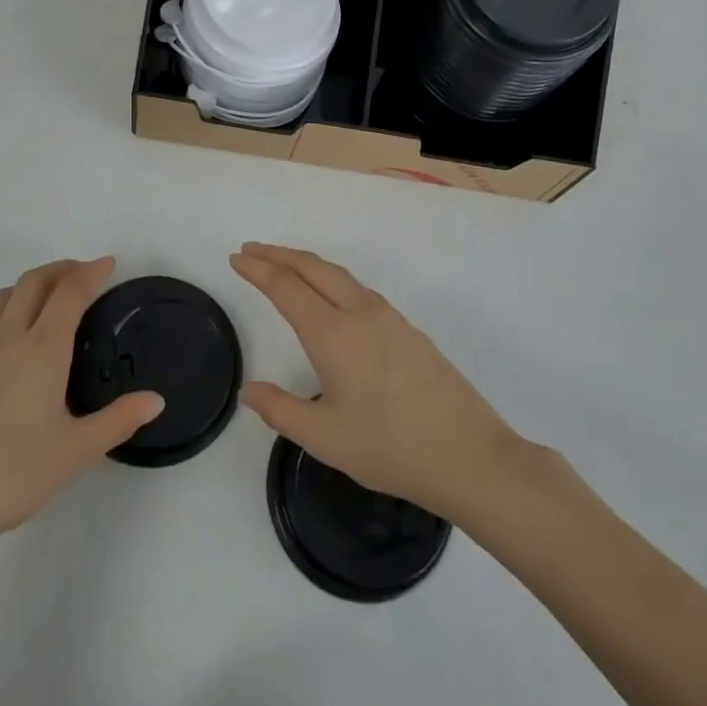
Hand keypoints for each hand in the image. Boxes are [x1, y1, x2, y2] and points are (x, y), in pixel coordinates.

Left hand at [0, 258, 162, 563]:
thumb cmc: (14, 475)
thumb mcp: (77, 451)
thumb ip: (119, 420)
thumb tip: (156, 400)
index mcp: (43, 350)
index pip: (70, 293)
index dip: (91, 273)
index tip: (110, 264)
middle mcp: (8, 339)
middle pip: (33, 283)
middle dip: (61, 269)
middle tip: (83, 275)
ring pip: (0, 298)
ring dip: (26, 286)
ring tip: (45, 299)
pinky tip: (1, 339)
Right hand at [231, 243, 529, 523]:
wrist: (470, 455)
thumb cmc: (391, 448)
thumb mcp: (326, 438)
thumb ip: (281, 411)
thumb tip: (249, 390)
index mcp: (334, 334)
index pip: (286, 287)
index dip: (257, 269)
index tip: (236, 258)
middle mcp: (360, 313)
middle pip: (312, 267)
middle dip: (278, 254)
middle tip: (251, 249)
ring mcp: (388, 317)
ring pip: (338, 274)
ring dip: (305, 263)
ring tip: (283, 265)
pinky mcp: (407, 329)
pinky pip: (358, 288)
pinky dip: (330, 278)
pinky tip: (330, 296)